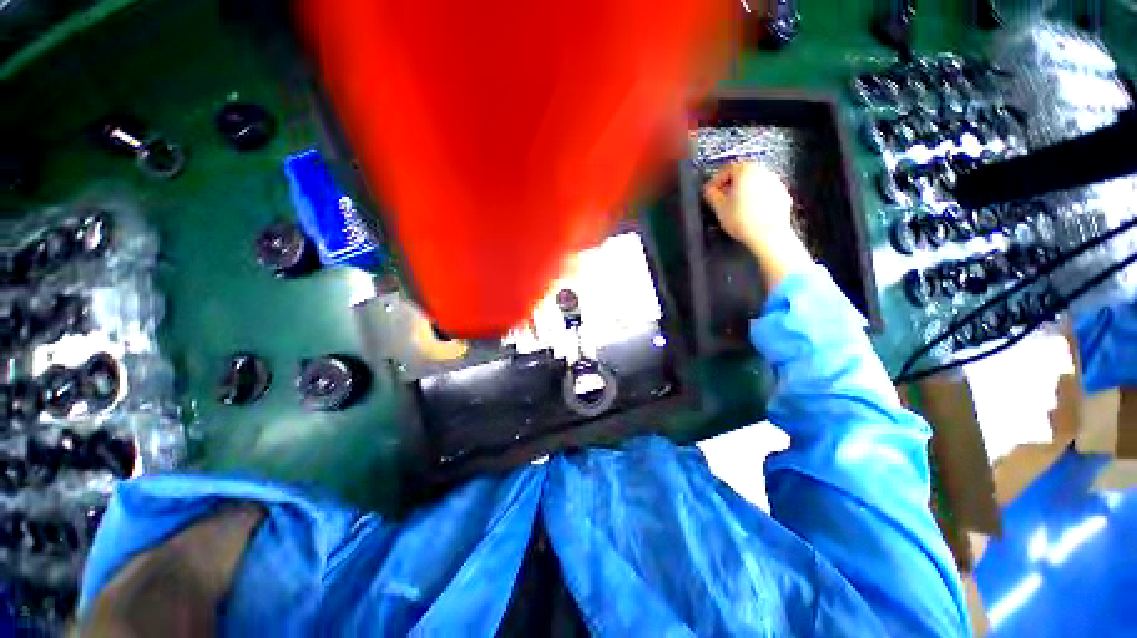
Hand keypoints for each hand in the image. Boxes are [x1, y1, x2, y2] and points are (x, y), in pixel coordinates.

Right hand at [703, 162, 811, 287]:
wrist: (768, 235)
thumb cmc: (743, 221)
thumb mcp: (719, 208)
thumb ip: (711, 195)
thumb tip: (709, 190)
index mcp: (745, 171)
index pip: (727, 169)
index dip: (716, 181)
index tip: (710, 192)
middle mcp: (763, 172)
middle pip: (742, 174)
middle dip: (730, 186)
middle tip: (721, 199)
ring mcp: (775, 182)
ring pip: (754, 183)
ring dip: (743, 192)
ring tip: (734, 208)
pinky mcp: (782, 194)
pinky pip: (764, 193)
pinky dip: (755, 199)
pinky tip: (749, 213)